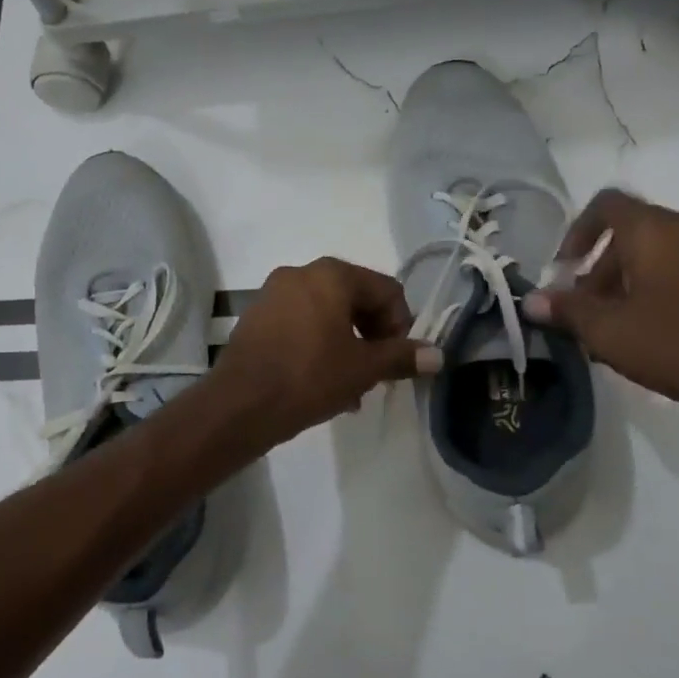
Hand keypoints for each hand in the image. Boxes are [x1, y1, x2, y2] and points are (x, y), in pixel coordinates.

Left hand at [211, 258, 442, 444]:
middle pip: (356, 298)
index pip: (386, 290)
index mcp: (331, 274)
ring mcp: (273, 293)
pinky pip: (300, 323)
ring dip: (348, 345)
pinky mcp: (256, 317)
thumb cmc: (309, 377)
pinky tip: (322, 383)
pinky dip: (318, 345)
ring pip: (327, 314)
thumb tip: (438, 355)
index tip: (398, 361)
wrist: (239, 405)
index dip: (401, 325)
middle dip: (373, 336)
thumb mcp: (363, 369)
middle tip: (377, 373)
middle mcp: (301, 273)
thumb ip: (402, 357)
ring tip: (352, 386)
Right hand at [523, 190, 678, 434]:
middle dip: (601, 270)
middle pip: (631, 233)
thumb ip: (568, 311)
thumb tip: (531, 301)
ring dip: (631, 282)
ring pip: (661, 252)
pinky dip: (664, 287)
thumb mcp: (612, 333)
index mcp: (655, 230)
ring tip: (621, 329)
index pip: (605, 205)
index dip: (576, 233)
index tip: (566, 270)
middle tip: (589, 313)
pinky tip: (661, 332)